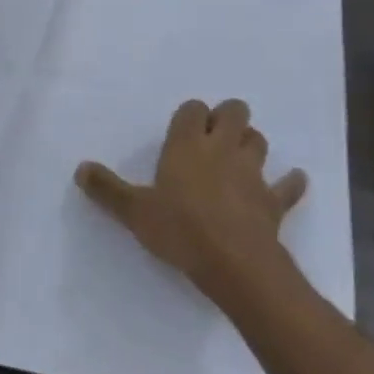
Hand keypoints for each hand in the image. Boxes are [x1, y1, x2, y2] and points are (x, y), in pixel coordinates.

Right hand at [76, 99, 306, 298]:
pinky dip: (290, 182)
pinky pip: (288, 186)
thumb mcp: (134, 211)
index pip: (192, 110)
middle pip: (234, 113)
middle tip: (213, 133)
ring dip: (250, 142)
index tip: (182, 127)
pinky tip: (292, 180)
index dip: (190, 113)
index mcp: (186, 146)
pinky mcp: (273, 201)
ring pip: (258, 141)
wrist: (234, 264)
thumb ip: (107, 189)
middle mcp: (221, 150)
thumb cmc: (180, 229)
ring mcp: (252, 174)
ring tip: (239, 153)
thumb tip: (81, 169)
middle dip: (227, 116)